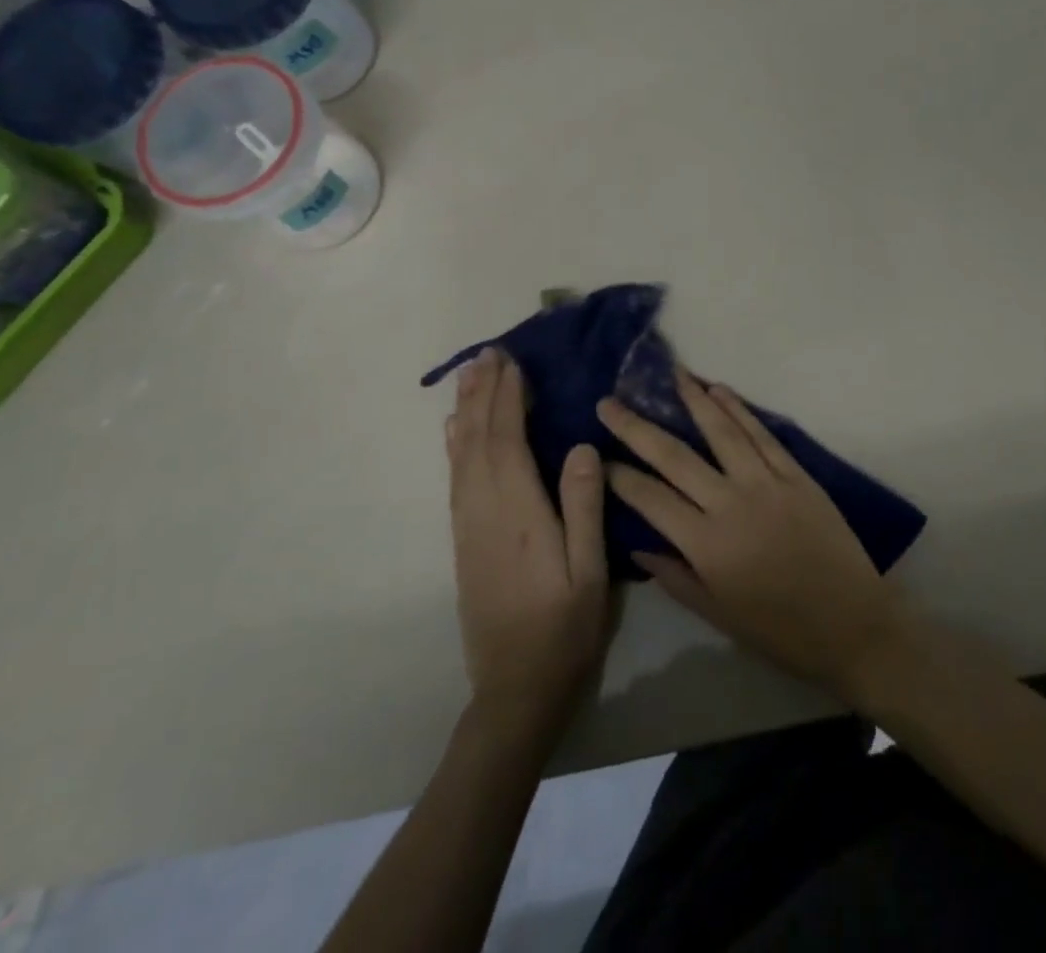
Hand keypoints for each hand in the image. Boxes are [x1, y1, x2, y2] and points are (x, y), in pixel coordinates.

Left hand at [447, 347, 613, 723]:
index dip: (508, 399)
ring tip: (470, 377)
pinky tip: (456, 432)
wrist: (514, 690)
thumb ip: (584, 507)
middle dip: (482, 394)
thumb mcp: (589, 571)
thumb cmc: (564, 629)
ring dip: (466, 412)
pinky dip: (456, 446)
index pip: (508, 442)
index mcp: (519, 514)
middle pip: (477, 441)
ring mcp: (469, 527)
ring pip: (461, 457)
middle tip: (487, 354)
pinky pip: (456, 480)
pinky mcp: (464, 542)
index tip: (512, 362)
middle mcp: (485, 512)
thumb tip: (581, 446)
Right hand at [598, 370, 910, 699]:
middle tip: (610, 402)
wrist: (851, 623)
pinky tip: (719, 391)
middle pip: (676, 456)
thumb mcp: (718, 615)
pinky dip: (739, 410)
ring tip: (671, 375)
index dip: (621, 476)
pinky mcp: (796, 474)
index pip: (651, 498)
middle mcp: (730, 503)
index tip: (598, 456)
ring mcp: (766, 483)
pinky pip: (762, 435)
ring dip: (694, 400)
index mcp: (706, 544)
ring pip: (721, 432)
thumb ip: (675, 577)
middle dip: (638, 427)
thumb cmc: (780, 630)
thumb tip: (638, 545)